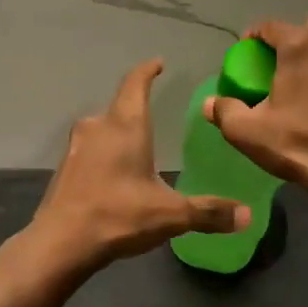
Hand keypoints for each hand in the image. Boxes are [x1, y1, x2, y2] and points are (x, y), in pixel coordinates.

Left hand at [26, 59, 248, 273]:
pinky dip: (103, 154)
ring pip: (101, 129)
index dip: (147, 71)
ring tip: (136, 147)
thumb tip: (247, 215)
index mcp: (125, 126)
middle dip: (136, 108)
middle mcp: (98, 127)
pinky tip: (112, 175)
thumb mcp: (170, 215)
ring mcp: (75, 147)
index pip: (135, 84)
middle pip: (119, 107)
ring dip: (118, 133)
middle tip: (155, 114)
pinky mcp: (63, 168)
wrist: (59, 243)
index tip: (157, 63)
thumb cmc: (118, 216)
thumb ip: (208, 212)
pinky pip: (89, 150)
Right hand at [204, 11, 307, 196]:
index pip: (270, 26)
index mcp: (301, 45)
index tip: (245, 58)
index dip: (253, 38)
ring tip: (303, 82)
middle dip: (294, 36)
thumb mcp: (247, 131)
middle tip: (280, 64)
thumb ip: (224, 111)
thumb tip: (210, 103)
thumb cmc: (298, 143)